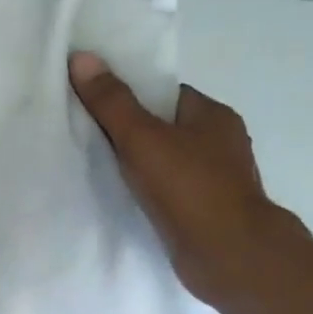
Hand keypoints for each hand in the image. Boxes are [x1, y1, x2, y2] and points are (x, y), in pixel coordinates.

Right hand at [69, 53, 307, 310]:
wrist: (230, 256)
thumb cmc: (190, 188)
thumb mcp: (141, 138)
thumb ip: (111, 102)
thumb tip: (82, 57)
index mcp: (213, 116)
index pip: (166, 94)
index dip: (131, 96)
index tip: (97, 105)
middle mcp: (221, 143)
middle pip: (165, 127)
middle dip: (131, 131)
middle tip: (89, 136)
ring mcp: (216, 180)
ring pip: (167, 160)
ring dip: (140, 164)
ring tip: (98, 167)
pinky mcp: (207, 211)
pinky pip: (169, 189)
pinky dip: (149, 191)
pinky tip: (123, 197)